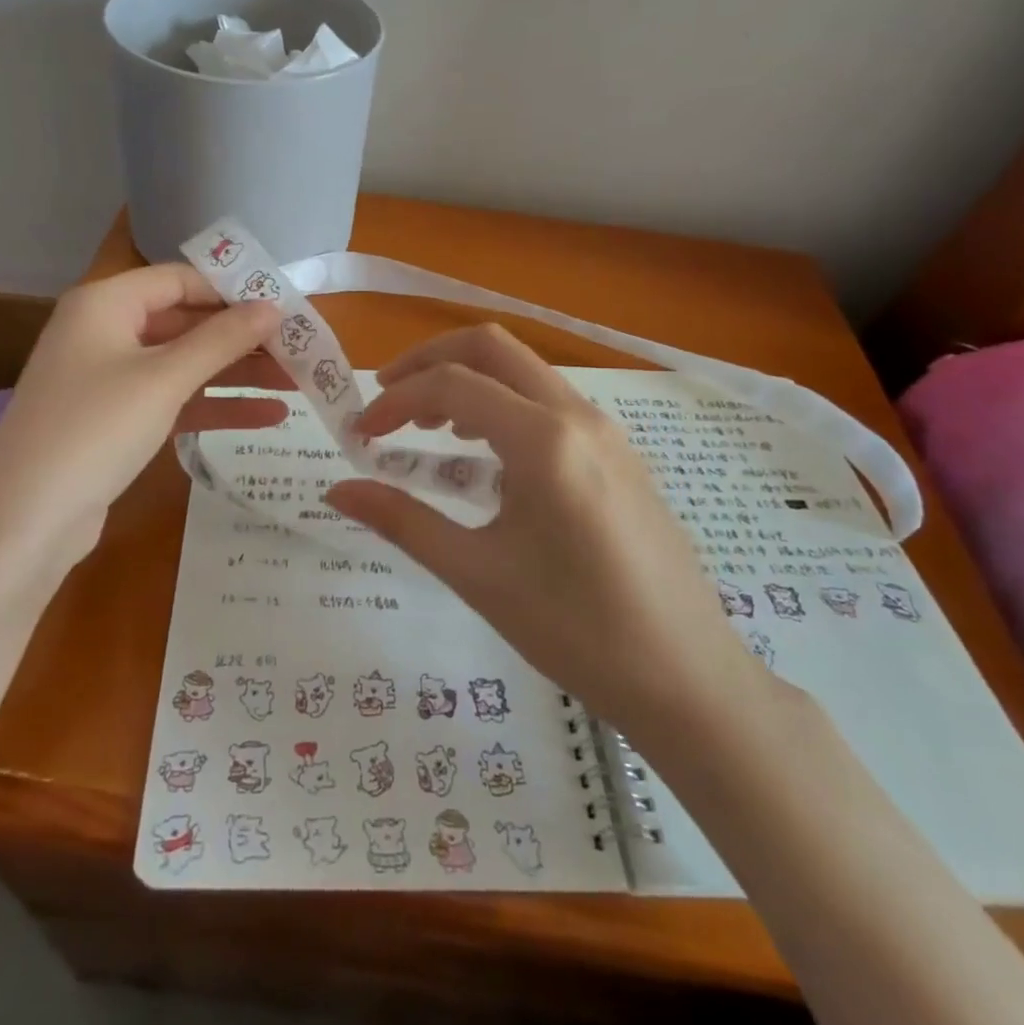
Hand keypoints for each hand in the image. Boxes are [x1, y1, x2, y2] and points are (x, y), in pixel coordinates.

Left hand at [0, 265, 289, 565]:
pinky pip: (175, 400)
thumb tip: (273, 307)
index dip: (233, 290)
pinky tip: (268, 417)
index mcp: (105, 303)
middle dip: (242, 338)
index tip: (285, 305)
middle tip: (300, 349)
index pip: (180, 279)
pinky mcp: (118, 420)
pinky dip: (215, 405)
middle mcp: (105, 331)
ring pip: (185, 364)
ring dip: (237, 373)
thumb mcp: (164, 378)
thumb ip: (221, 339)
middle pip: (186, 322)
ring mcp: (110, 378)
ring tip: (297, 383)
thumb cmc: (94, 429)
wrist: (24, 521)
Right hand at [325, 324, 770, 740]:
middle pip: (490, 346)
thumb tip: (336, 491)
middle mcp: (577, 416)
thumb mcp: (477, 574)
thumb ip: (403, 521)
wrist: (687, 678)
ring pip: (523, 369)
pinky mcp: (617, 452)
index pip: (451, 385)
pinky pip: (548, 401)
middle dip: (428, 360)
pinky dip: (502, 403)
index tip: (360, 433)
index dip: (395, 400)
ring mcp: (605, 431)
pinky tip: (484, 453)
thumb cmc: (575, 630)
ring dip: (467, 379)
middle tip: (386, 397)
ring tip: (428, 426)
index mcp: (544, 440)